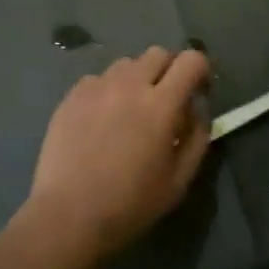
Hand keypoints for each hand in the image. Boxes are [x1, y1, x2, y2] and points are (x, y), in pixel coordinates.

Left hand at [26, 47, 210, 261]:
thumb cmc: (130, 204)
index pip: (191, 60)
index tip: (198, 91)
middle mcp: (130, 84)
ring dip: (137, 79)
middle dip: (169, 70)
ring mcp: (98, 86)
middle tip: (165, 100)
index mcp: (161, 104)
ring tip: (130, 109)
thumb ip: (197, 137)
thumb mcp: (179, 181)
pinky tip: (101, 119)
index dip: (200, 70)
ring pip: (127, 64)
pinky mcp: (73, 94)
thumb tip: (197, 109)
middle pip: (159, 53)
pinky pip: (99, 79)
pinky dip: (108, 90)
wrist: (68, 215)